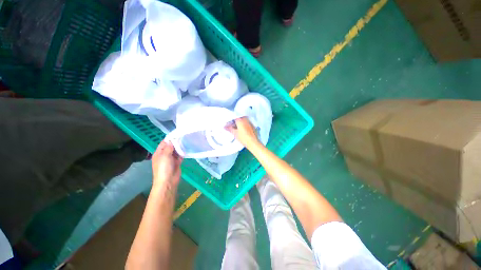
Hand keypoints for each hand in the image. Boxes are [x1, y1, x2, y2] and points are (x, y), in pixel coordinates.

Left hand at [152, 140, 182, 188]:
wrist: (168, 181)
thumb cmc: (164, 168)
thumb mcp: (165, 156)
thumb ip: (169, 147)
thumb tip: (171, 140)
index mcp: (159, 153)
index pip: (164, 143)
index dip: (170, 139)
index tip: (177, 134)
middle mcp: (164, 155)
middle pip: (170, 147)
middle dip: (176, 143)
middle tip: (183, 137)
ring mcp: (171, 159)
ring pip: (176, 151)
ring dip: (180, 148)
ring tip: (186, 142)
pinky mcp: (177, 163)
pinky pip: (180, 156)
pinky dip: (182, 153)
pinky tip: (186, 150)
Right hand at [226, 117, 260, 147]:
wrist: (253, 142)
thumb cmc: (244, 138)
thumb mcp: (235, 133)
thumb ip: (229, 129)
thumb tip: (225, 127)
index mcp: (240, 119)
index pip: (233, 117)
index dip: (229, 121)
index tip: (227, 125)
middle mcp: (245, 119)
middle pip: (238, 119)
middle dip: (234, 122)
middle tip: (231, 127)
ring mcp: (250, 122)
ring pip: (242, 121)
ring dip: (239, 124)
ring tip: (236, 129)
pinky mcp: (253, 126)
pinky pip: (246, 124)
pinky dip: (243, 126)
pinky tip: (242, 131)